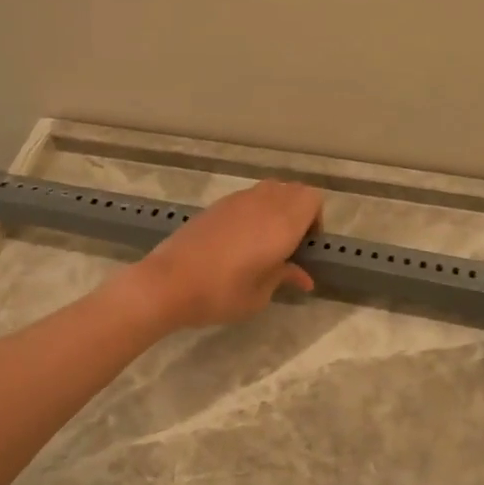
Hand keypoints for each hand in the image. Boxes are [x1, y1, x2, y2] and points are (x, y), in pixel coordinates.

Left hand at [129, 179, 321, 328]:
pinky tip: (240, 240)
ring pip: (271, 189)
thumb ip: (284, 277)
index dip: (316, 218)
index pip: (313, 198)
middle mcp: (263, 203)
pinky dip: (255, 210)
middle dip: (299, 211)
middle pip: (294, 190)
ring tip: (265, 240)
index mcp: (282, 223)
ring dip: (277, 208)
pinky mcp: (217, 205)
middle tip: (289, 244)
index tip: (305, 246)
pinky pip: (248, 197)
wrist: (168, 283)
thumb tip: (303, 277)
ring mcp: (237, 200)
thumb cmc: (221, 293)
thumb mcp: (260, 295)